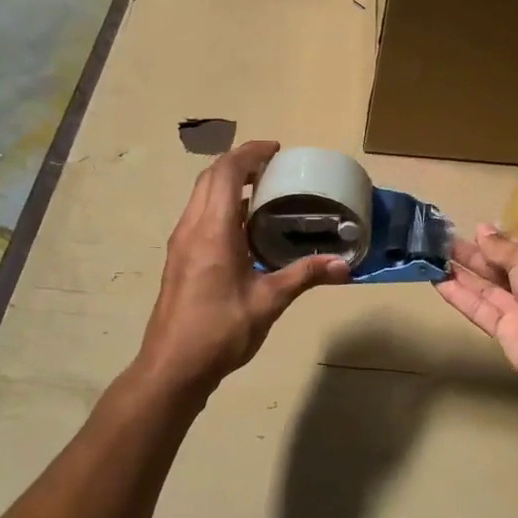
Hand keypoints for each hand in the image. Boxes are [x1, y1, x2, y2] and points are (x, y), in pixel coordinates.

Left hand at [136, 141, 349, 392]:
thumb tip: (344, 265)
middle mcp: (191, 228)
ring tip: (262, 190)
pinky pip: (199, 214)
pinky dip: (221, 204)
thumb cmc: (220, 331)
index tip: (276, 149)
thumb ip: (304, 276)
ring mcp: (181, 243)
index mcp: (213, 230)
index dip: (250, 153)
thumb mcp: (269, 302)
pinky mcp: (179, 258)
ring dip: (227, 183)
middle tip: (272, 166)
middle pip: (210, 177)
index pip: (226, 172)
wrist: (172, 367)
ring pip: (201, 195)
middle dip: (239, 162)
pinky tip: (244, 226)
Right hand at [437, 224, 517, 392]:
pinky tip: (437, 280)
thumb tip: (482, 229)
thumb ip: (502, 246)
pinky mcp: (504, 330)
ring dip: (461, 271)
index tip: (473, 230)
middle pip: (500, 266)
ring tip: (432, 255)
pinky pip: (479, 308)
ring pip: (486, 286)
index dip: (499, 240)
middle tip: (442, 240)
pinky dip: (459, 295)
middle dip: (474, 253)